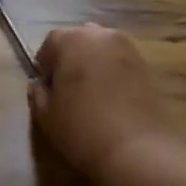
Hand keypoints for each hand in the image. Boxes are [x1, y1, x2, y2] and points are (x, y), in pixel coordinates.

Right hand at [29, 24, 167, 178]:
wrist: (136, 150)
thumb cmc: (82, 129)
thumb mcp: (46, 115)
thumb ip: (38, 93)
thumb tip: (38, 84)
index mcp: (71, 40)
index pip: (51, 43)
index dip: (45, 65)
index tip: (45, 86)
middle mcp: (100, 35)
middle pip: (79, 40)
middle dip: (70, 58)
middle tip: (67, 88)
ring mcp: (127, 48)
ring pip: (102, 49)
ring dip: (93, 63)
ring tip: (91, 92)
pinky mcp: (147, 66)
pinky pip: (121, 62)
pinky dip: (113, 73)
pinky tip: (111, 97)